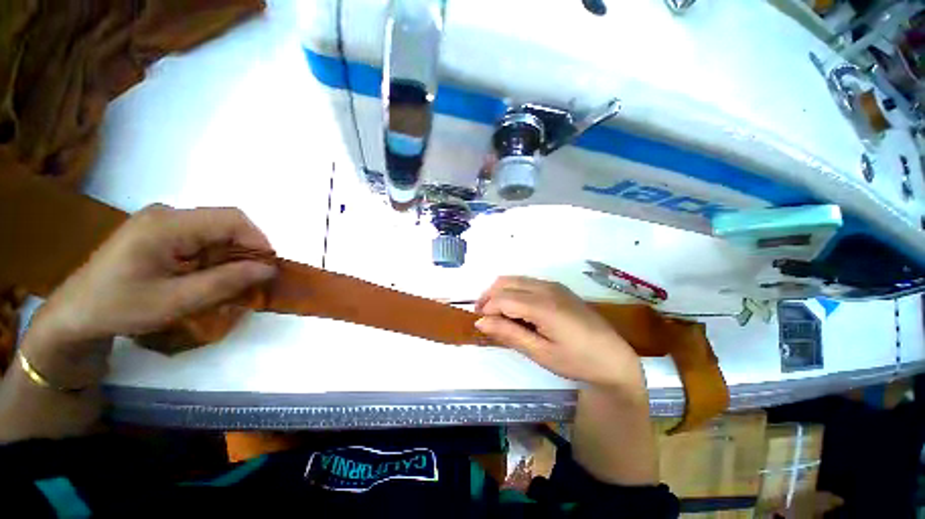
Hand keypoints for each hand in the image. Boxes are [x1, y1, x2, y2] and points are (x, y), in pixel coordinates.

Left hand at [32, 205, 276, 346]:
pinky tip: (206, 276)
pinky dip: (214, 256)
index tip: (267, 269)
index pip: (231, 219)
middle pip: (225, 223)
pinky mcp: (160, 230)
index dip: (258, 241)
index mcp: (167, 224)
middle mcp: (167, 214)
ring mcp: (162, 221)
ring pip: (216, 231)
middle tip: (249, 279)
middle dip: (245, 250)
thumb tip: (268, 269)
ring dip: (230, 255)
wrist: (75, 313)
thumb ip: (225, 282)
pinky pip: (202, 237)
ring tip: (227, 282)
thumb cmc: (120, 307)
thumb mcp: (176, 301)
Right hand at [475, 276, 644, 390]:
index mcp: (542, 305)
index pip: (502, 297)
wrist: (613, 358)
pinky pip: (526, 282)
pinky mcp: (557, 288)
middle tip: (484, 317)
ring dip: (500, 292)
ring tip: (496, 313)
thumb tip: (481, 322)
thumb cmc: (576, 360)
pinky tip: (516, 309)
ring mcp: (553, 285)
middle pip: (505, 282)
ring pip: (514, 279)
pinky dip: (513, 291)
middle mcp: (546, 288)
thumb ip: (509, 334)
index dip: (487, 308)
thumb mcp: (540, 353)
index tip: (481, 324)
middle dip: (488, 296)